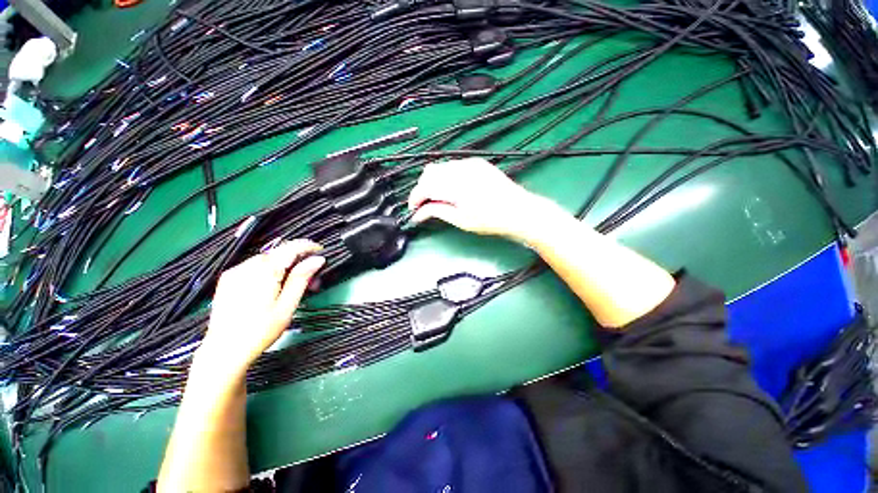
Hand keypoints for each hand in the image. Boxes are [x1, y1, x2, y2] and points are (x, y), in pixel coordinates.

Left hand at [198, 240, 324, 371]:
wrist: (224, 351)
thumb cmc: (260, 331)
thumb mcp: (287, 306)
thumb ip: (301, 279)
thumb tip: (317, 260)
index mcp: (264, 271)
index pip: (291, 247)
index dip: (309, 247)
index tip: (321, 252)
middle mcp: (247, 266)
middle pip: (279, 253)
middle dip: (298, 261)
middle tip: (311, 280)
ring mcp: (235, 272)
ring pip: (268, 259)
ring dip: (284, 266)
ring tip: (292, 286)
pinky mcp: (228, 279)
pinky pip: (254, 266)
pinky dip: (269, 271)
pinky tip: (274, 286)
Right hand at [408, 158, 550, 240]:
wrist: (518, 210)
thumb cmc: (490, 220)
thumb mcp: (461, 220)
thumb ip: (437, 211)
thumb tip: (418, 213)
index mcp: (454, 185)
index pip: (424, 186)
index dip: (415, 198)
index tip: (414, 210)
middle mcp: (459, 169)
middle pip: (429, 173)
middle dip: (423, 189)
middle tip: (426, 205)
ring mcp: (469, 163)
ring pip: (441, 167)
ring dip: (434, 182)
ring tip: (439, 198)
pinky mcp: (477, 163)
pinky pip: (454, 166)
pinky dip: (447, 177)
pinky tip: (453, 190)